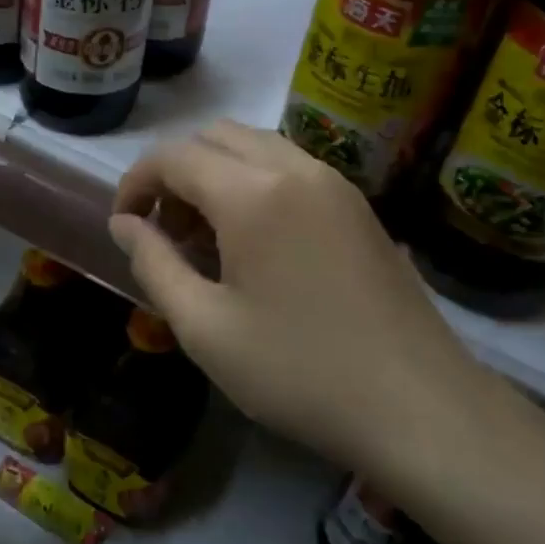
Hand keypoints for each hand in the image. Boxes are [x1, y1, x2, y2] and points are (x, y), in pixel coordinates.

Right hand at [109, 121, 522, 486]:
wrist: (420, 407)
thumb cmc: (299, 371)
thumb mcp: (205, 328)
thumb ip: (154, 264)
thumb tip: (123, 224)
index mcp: (252, 192)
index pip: (173, 156)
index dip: (136, 182)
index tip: (123, 225)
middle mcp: (294, 168)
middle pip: (214, 136)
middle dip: (176, 173)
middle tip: (167, 232)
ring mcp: (334, 182)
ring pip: (254, 145)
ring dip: (216, 174)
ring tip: (208, 239)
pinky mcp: (358, 205)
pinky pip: (289, 167)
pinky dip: (254, 183)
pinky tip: (257, 244)